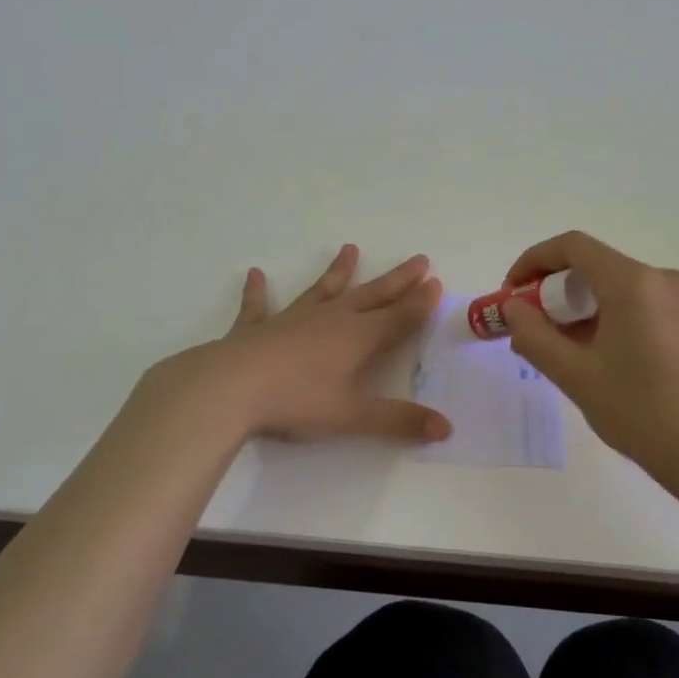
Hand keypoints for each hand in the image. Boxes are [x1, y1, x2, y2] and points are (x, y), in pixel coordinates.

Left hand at [151, 244, 451, 443]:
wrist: (232, 388)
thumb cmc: (298, 401)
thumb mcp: (353, 416)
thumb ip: (399, 421)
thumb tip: (447, 429)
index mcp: (358, 338)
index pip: (398, 317)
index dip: (420, 303)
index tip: (436, 283)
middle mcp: (331, 319)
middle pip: (372, 295)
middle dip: (397, 280)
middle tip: (418, 259)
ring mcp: (293, 319)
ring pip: (323, 290)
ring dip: (338, 271)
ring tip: (350, 249)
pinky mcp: (257, 328)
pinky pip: (259, 306)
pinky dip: (258, 291)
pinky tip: (255, 274)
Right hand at [501, 231, 678, 480]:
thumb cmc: (639, 412)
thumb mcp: (575, 375)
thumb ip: (534, 335)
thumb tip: (513, 309)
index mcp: (633, 283)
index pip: (572, 247)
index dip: (532, 261)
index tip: (510, 294)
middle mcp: (661, 278)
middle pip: (593, 265)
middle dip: (553, 290)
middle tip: (528, 326)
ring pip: (613, 286)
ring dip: (578, 306)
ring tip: (555, 346)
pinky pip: (635, 302)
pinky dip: (605, 316)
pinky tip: (591, 353)